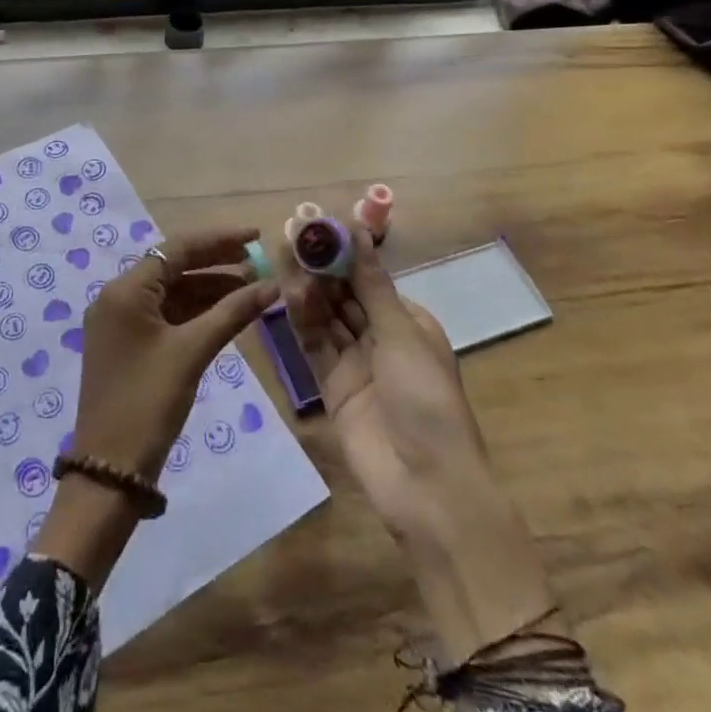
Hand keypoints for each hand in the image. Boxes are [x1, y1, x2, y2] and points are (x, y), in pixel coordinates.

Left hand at [34, 227, 277, 587]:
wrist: (110, 469)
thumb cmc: (149, 402)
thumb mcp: (193, 352)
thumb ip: (233, 312)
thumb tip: (273, 285)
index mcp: (125, 290)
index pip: (177, 248)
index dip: (219, 240)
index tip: (256, 236)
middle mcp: (117, 297)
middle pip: (173, 267)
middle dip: (217, 264)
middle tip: (258, 264)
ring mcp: (119, 322)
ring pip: (171, 293)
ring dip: (209, 289)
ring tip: (252, 289)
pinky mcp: (126, 345)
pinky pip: (164, 315)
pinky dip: (194, 312)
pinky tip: (226, 314)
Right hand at [284, 229, 554, 657]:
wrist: (427, 485)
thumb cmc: (426, 399)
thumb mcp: (401, 334)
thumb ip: (371, 285)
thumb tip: (358, 231)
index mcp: (410, 322)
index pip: (370, 278)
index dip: (345, 252)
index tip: (317, 225)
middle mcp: (382, 338)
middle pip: (345, 295)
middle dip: (321, 267)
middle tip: (290, 236)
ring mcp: (356, 363)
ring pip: (326, 317)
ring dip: (308, 290)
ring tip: (283, 258)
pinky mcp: (333, 387)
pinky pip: (315, 346)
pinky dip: (302, 321)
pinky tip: (287, 295)